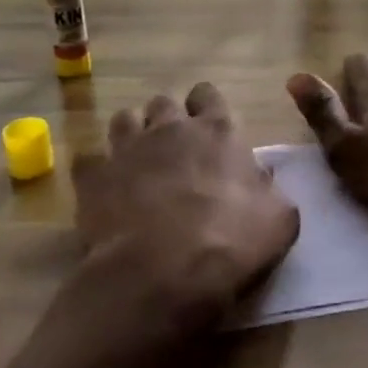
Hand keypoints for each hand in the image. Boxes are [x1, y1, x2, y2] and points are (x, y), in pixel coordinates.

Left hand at [70, 82, 297, 336]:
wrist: (162, 272)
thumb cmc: (231, 242)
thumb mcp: (278, 219)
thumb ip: (270, 190)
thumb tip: (262, 178)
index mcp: (218, 131)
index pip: (208, 95)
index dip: (206, 107)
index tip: (208, 128)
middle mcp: (170, 128)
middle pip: (164, 102)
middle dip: (167, 119)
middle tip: (174, 149)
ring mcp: (127, 149)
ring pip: (124, 119)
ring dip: (132, 134)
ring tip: (138, 161)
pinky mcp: (93, 177)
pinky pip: (88, 159)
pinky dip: (96, 170)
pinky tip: (104, 189)